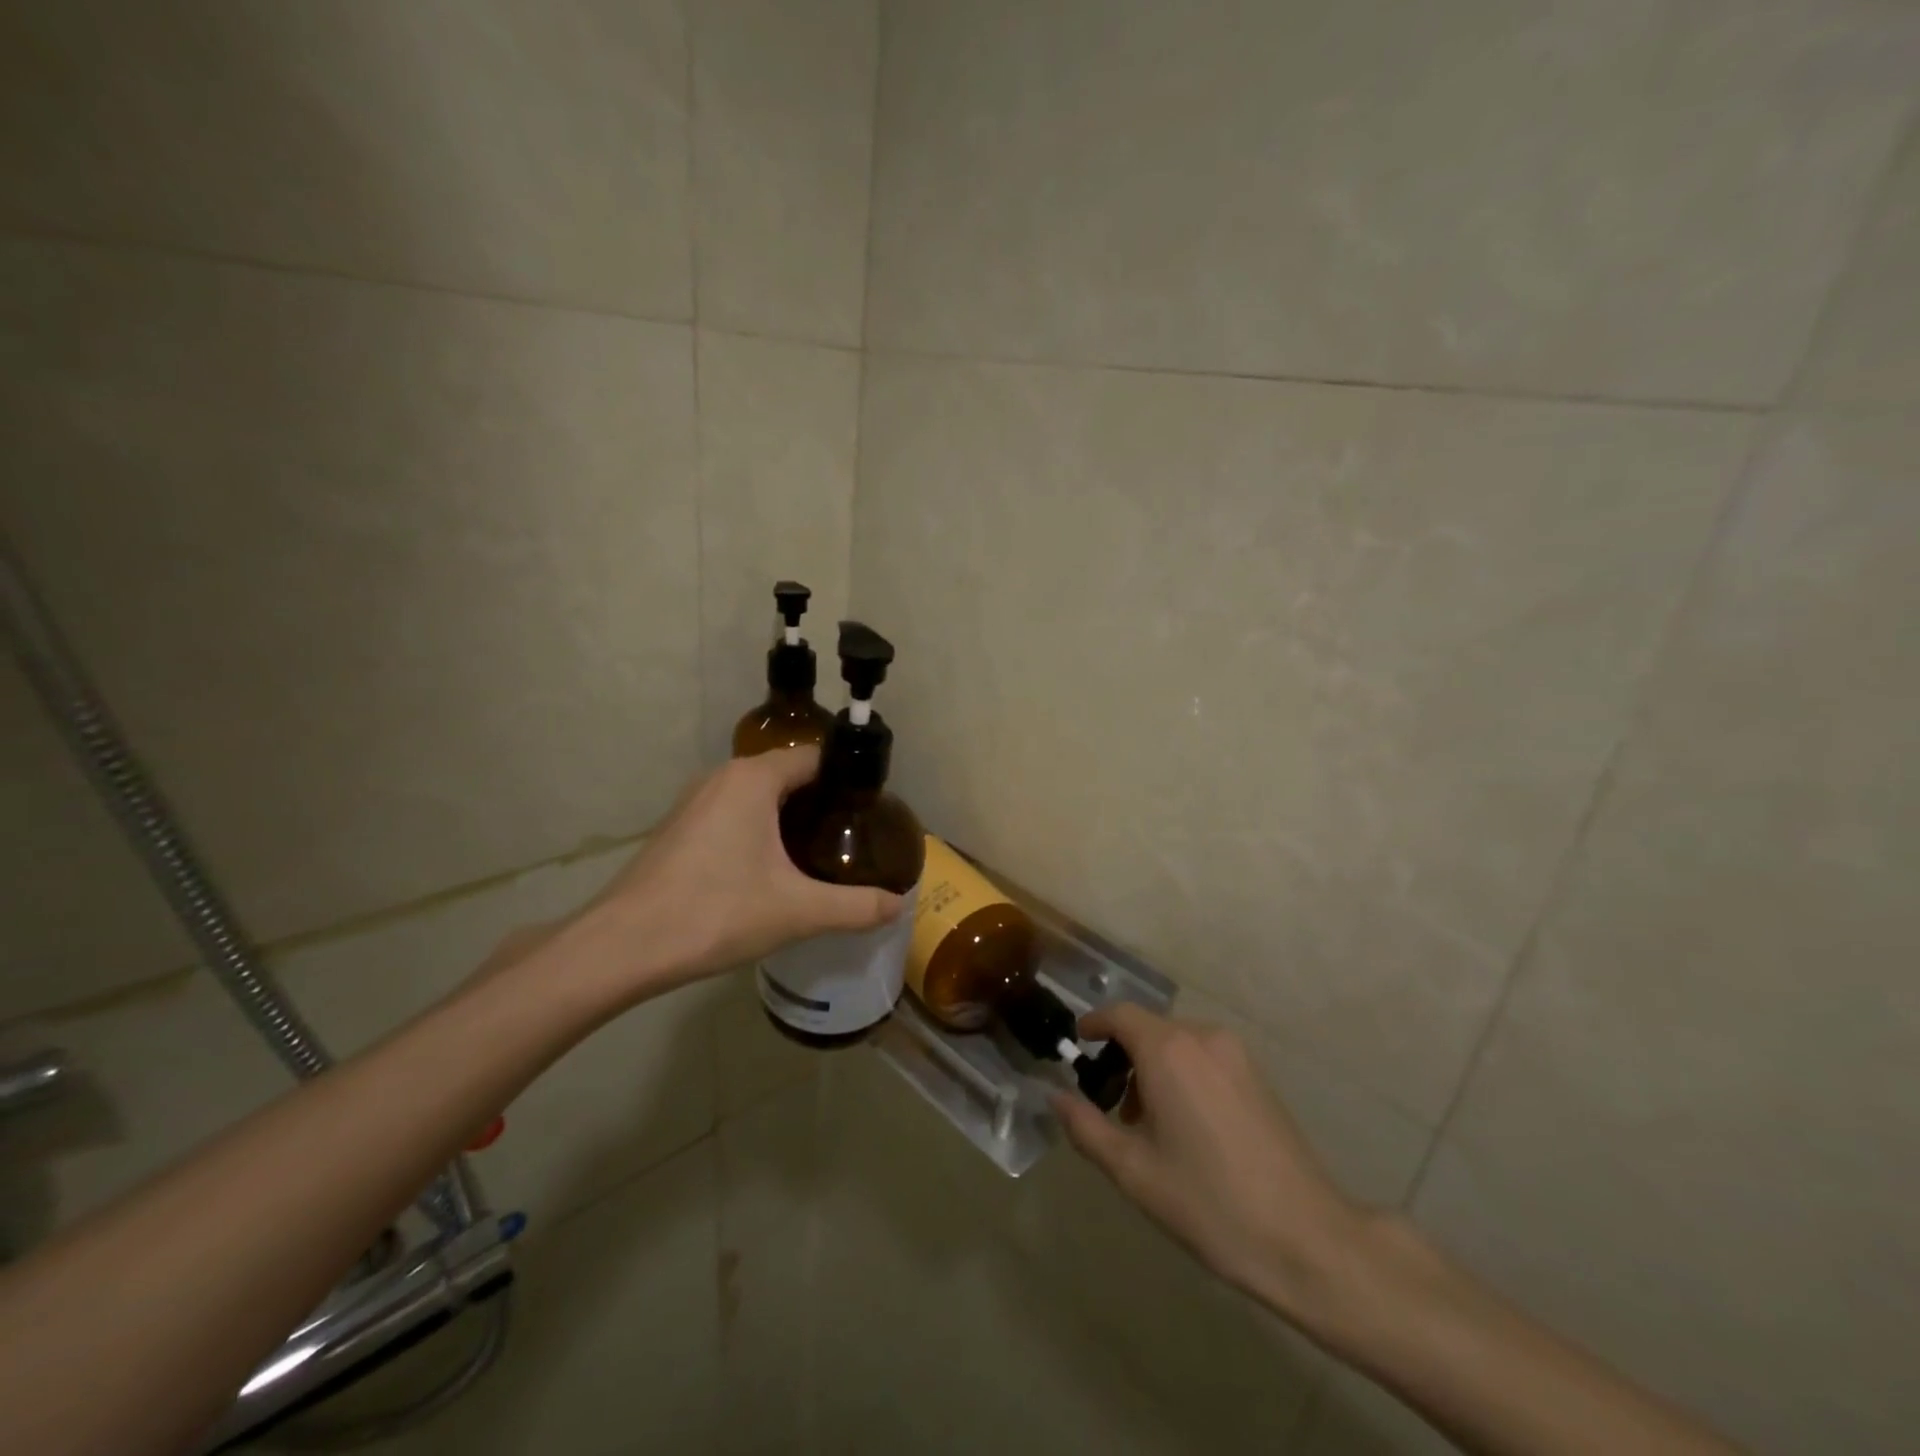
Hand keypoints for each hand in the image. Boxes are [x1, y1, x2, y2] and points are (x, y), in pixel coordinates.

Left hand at [576, 747, 905, 1001]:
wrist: (622, 947)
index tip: (872, 811)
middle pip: (788, 775)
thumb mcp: (797, 912)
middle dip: (823, 802)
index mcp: (753, 779)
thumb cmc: (715, 912)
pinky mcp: (679, 828)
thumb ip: (855, 906)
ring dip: (789, 817)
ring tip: (820, 853)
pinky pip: (733, 814)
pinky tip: (771, 870)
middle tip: (853, 837)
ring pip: (758, 796)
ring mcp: (694, 802)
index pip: (815, 758)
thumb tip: (898, 905)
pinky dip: (759, 829)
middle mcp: (723, 777)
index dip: (848, 780)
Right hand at [1052, 1003, 1370, 1326]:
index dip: (1094, 1024)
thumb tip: (1054, 1096)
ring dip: (1153, 1066)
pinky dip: (1183, 1073)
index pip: (1120, 1015)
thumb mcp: (1134, 1171)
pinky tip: (1186, 1125)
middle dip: (1123, 1055)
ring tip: (1146, 1122)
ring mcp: (1236, 1054)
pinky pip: (1205, 1056)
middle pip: (1149, 1028)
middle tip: (1110, 1104)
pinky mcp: (1258, 1075)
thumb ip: (1086, 1127)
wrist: (1306, 1238)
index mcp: (1168, 1050)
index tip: (1077, 1046)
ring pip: (1178, 1042)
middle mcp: (1202, 1037)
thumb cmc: (1209, 1203)